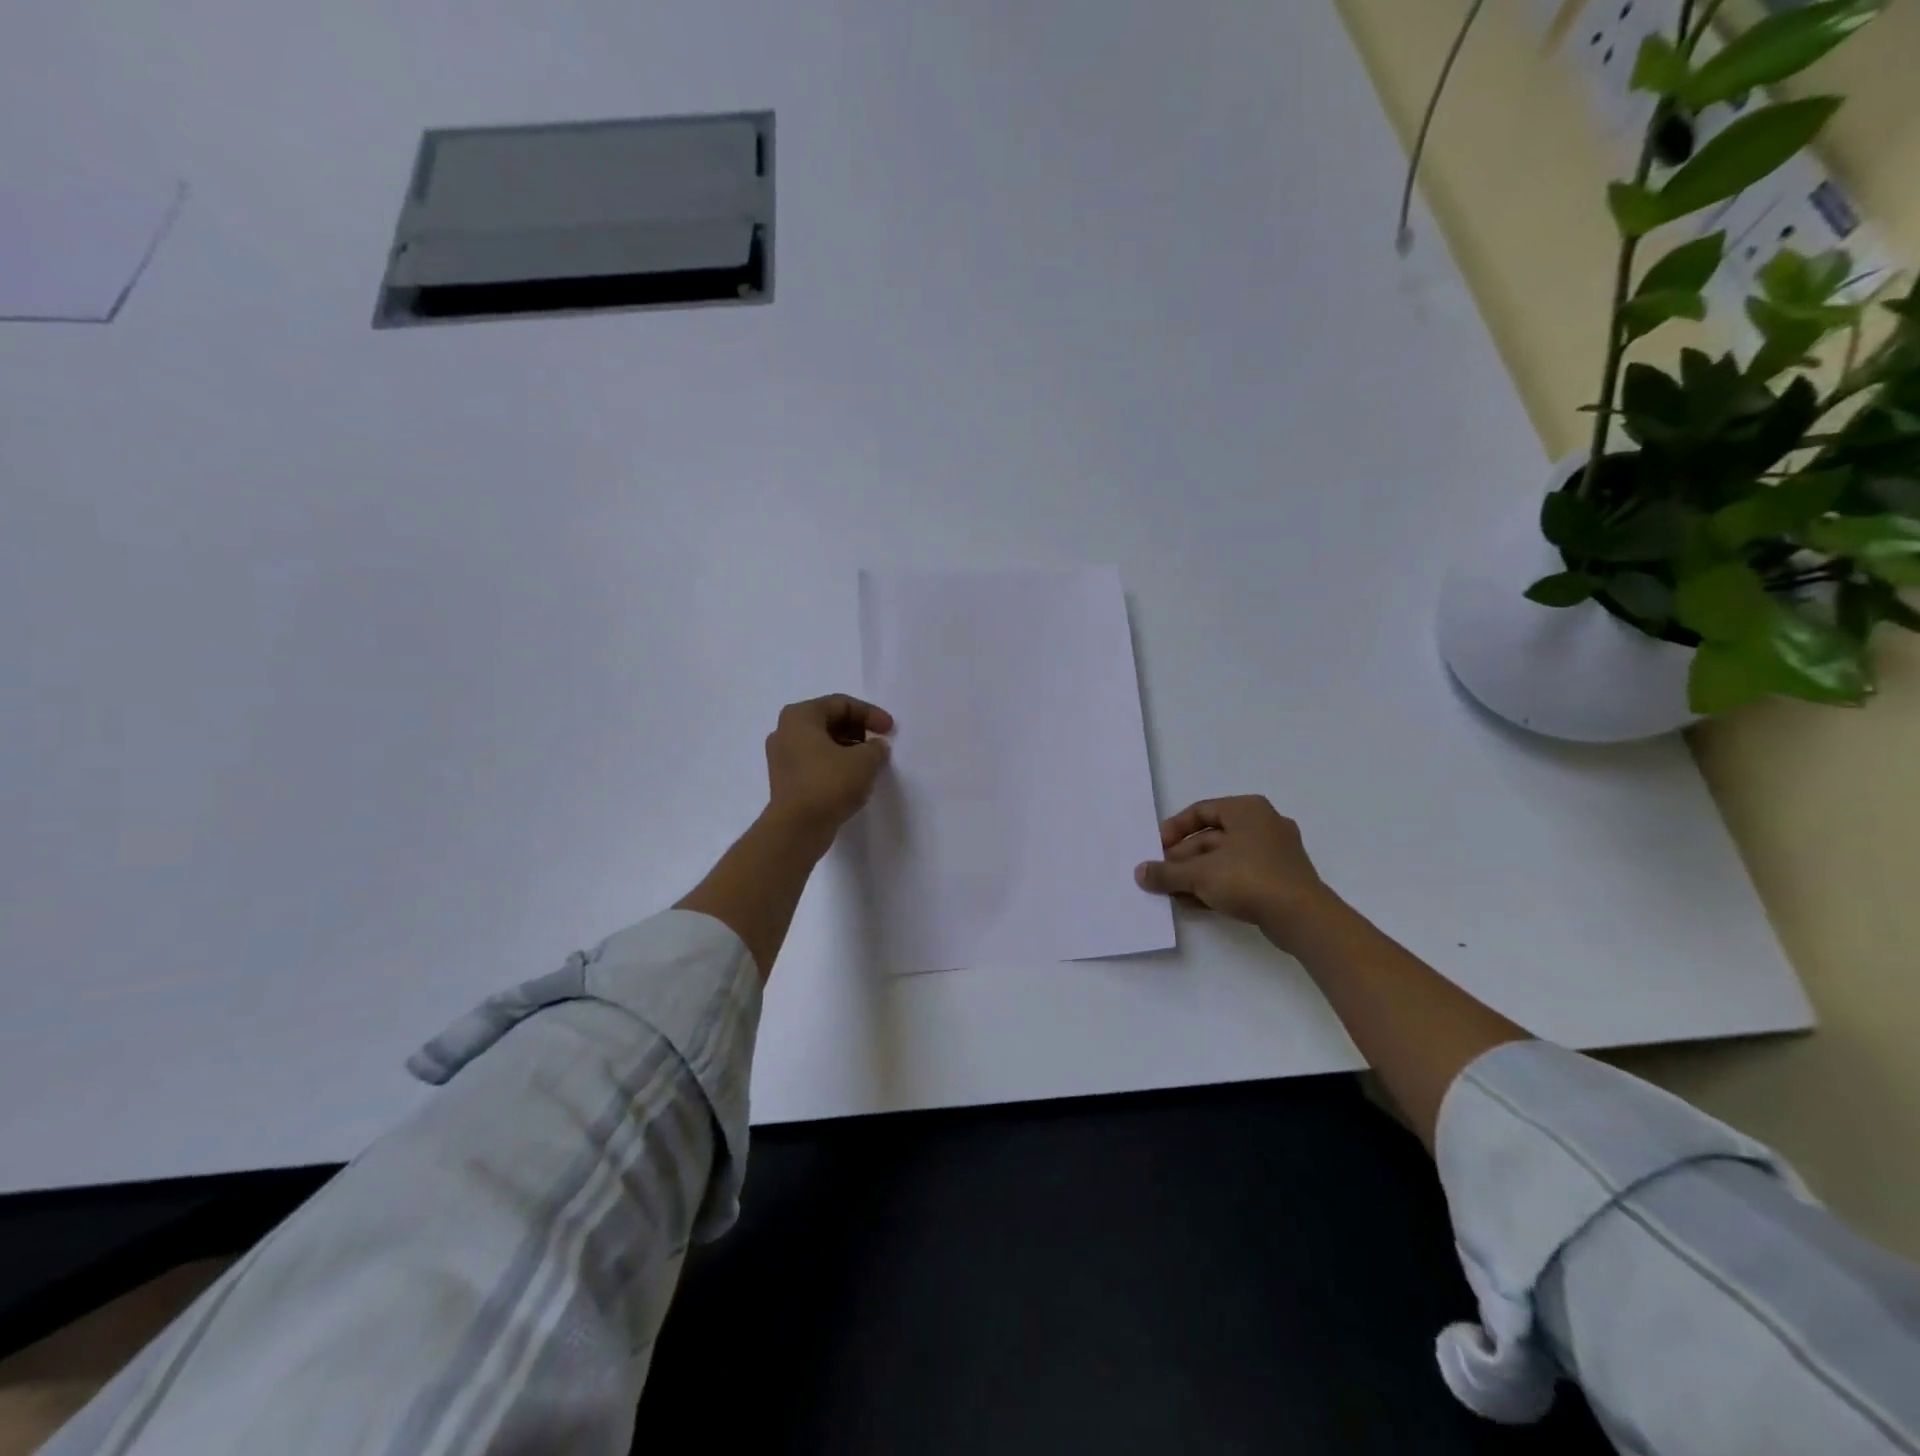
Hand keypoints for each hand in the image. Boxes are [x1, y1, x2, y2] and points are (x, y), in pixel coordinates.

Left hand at [764, 694, 893, 839]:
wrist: (797, 828)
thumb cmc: (829, 783)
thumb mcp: (864, 760)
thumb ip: (876, 747)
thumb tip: (876, 747)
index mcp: (800, 716)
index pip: (841, 704)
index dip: (870, 714)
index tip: (890, 730)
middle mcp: (785, 731)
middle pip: (830, 721)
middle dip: (859, 731)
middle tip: (879, 745)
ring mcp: (782, 757)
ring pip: (822, 744)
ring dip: (849, 750)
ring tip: (871, 764)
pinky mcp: (786, 780)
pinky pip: (815, 763)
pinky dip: (836, 765)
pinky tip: (853, 780)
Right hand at [1134, 796, 1334, 949]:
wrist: (1303, 918)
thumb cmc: (1249, 879)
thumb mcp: (1199, 874)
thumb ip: (1166, 872)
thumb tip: (1140, 873)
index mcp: (1247, 809)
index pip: (1200, 811)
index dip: (1173, 830)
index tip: (1155, 849)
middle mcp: (1263, 824)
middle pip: (1211, 837)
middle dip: (1182, 858)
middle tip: (1161, 876)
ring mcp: (1275, 853)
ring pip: (1224, 859)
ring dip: (1196, 875)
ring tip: (1172, 893)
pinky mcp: (1279, 879)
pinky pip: (1240, 875)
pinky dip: (1216, 885)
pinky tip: (1194, 903)